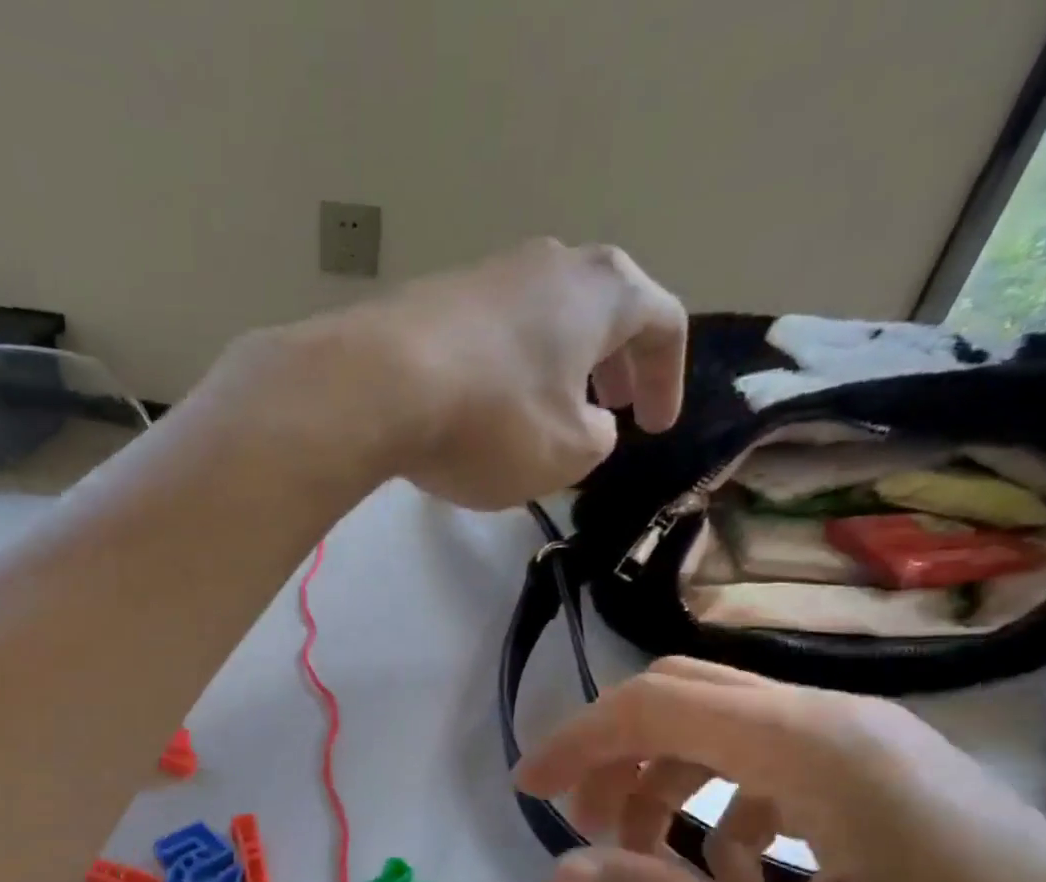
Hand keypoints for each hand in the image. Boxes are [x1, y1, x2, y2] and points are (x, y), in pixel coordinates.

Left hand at [233, 239, 687, 510]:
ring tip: (549, 412)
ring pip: (542, 319)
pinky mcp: (432, 299)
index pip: (661, 322)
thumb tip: (592, 423)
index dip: (668, 378)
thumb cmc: (493, 422)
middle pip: (600, 309)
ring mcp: (484, 274)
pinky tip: (484, 408)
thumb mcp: (568, 452)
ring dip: (558, 365)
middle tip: (613, 408)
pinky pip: (490, 335)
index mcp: (601, 292)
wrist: (377, 387)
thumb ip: (597, 438)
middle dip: (614, 363)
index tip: (656, 427)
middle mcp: (548, 266)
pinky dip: (506, 369)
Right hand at [516, 658, 1045, 881]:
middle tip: (586, 831)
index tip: (528, 792)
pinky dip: (729, 811)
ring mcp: (881, 755)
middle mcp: (847, 726)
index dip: (579, 739)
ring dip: (669, 783)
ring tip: (658, 866)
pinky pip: (779, 771)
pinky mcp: (902, 792)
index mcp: (822, 750)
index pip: (660, 703)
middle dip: (617, 755)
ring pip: (731, 733)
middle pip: (691, 698)